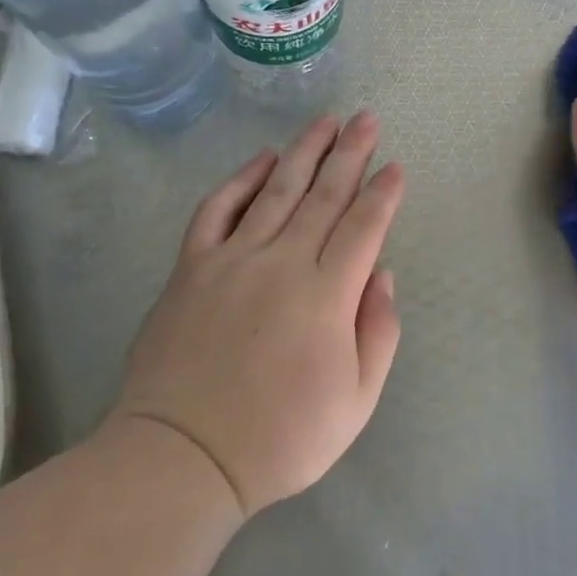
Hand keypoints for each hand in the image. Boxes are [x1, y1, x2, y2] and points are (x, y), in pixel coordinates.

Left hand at [112, 113, 404, 515]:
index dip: (383, 193)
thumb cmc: (280, 438)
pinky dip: (241, 179)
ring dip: (305, 151)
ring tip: (325, 121)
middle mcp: (283, 262)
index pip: (364, 226)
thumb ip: (378, 333)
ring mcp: (234, 259)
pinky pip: (218, 209)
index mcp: (327, 295)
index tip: (395, 167)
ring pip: (277, 190)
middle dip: (351, 153)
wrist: (181, 457)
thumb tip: (382, 274)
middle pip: (325, 195)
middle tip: (367, 118)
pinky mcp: (193, 266)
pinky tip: (262, 159)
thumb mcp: (355, 403)